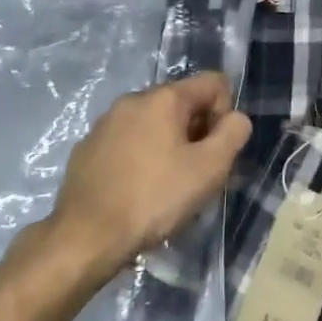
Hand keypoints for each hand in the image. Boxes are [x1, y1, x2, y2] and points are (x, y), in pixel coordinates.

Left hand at [45, 72, 250, 276]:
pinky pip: (127, 142)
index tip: (215, 151)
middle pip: (182, 103)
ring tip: (165, 187)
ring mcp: (105, 122)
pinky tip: (136, 191)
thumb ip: (233, 135)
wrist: (84, 237)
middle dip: (196, 132)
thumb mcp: (208, 170)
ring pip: (153, 124)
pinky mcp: (87, 148)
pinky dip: (139, 158)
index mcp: (163, 97)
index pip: (213, 83)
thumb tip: (236, 118)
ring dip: (168, 146)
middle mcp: (132, 99)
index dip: (225, 114)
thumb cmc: (153, 199)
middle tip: (194, 175)